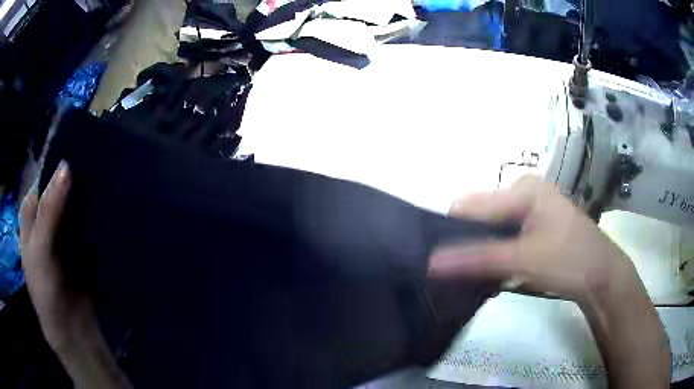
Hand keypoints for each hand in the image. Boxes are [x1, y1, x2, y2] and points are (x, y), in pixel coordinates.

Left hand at [20, 162, 130, 387]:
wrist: (71, 331)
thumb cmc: (45, 290)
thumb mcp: (40, 250)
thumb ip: (49, 210)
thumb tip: (66, 165)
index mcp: (32, 211)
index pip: (45, 176)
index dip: (61, 161)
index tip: (85, 145)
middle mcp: (48, 215)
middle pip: (62, 187)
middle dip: (79, 174)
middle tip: (102, 158)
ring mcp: (66, 229)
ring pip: (77, 202)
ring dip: (91, 193)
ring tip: (112, 175)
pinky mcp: (83, 243)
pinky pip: (90, 221)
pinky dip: (99, 213)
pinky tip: (112, 202)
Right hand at [428, 174, 639, 302]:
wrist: (601, 275)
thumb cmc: (568, 261)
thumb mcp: (523, 260)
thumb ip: (478, 259)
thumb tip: (431, 262)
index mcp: (522, 188)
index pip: (470, 204)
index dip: (453, 231)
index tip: (444, 262)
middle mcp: (524, 190)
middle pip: (481, 214)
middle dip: (469, 242)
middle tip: (465, 272)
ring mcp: (531, 206)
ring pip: (492, 226)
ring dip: (483, 249)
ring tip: (480, 274)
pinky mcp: (536, 222)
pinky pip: (505, 233)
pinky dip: (497, 251)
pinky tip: (498, 269)